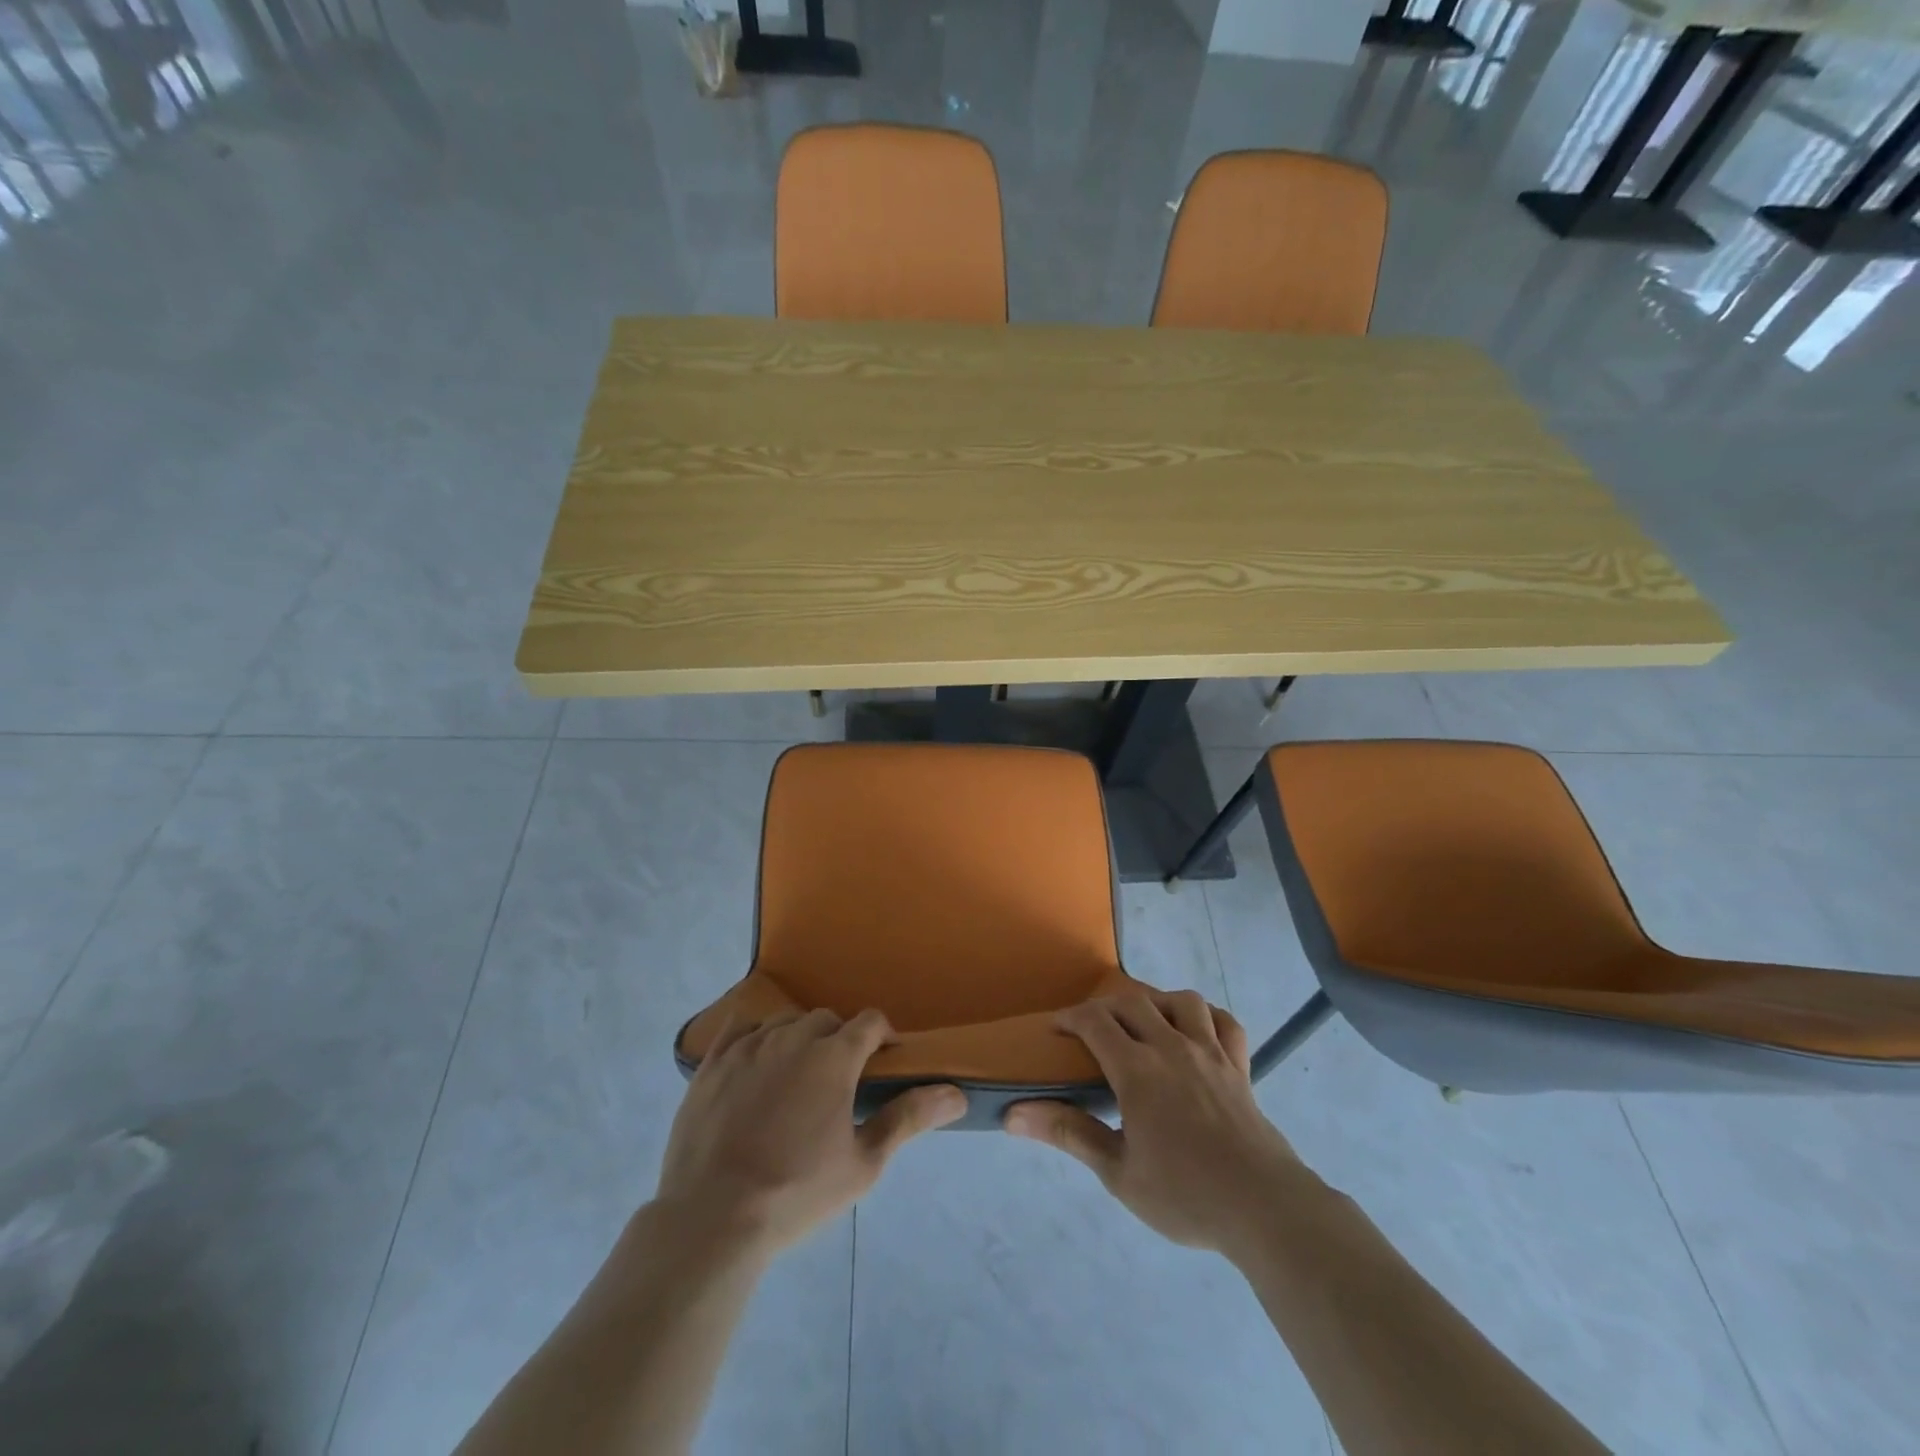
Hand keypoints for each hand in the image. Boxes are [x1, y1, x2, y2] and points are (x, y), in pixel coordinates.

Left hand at [656, 1008, 966, 1257]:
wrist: (712, 1218)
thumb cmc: (797, 1192)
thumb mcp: (863, 1164)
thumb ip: (908, 1118)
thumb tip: (956, 1093)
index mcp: (834, 1056)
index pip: (870, 1022)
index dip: (883, 1036)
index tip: (885, 1061)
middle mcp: (793, 1037)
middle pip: (826, 1020)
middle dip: (840, 1040)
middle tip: (840, 1081)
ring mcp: (749, 1046)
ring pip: (784, 1021)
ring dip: (799, 1037)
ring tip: (797, 1075)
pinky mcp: (713, 1062)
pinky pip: (740, 1028)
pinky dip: (755, 1037)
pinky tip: (755, 1062)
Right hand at [1005, 991, 1307, 1256]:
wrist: (1264, 1209)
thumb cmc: (1185, 1194)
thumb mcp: (1117, 1172)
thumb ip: (1068, 1133)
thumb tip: (1013, 1114)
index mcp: (1138, 1069)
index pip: (1095, 1021)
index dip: (1069, 1018)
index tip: (1055, 1030)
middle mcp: (1172, 1047)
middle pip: (1133, 1002)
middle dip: (1105, 1007)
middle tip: (1092, 1030)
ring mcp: (1211, 1052)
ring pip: (1181, 1000)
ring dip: (1156, 1002)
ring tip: (1145, 1024)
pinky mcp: (1240, 1066)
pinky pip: (1226, 1023)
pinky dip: (1208, 1017)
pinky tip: (1197, 1032)